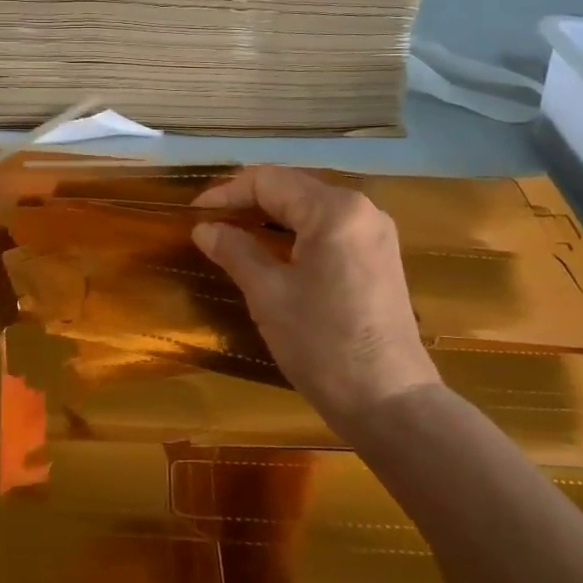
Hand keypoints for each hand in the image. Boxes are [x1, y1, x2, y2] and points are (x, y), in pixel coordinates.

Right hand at [191, 166, 440, 429]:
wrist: (389, 401)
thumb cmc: (322, 343)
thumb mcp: (268, 294)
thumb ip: (235, 250)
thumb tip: (204, 228)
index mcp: (334, 209)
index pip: (268, 181)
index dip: (226, 193)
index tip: (193, 214)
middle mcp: (361, 208)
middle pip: (293, 188)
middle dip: (248, 201)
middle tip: (209, 223)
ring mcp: (376, 232)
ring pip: (311, 207)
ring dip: (271, 216)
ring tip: (233, 234)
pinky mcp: (380, 257)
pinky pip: (329, 228)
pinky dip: (296, 232)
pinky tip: (272, 251)